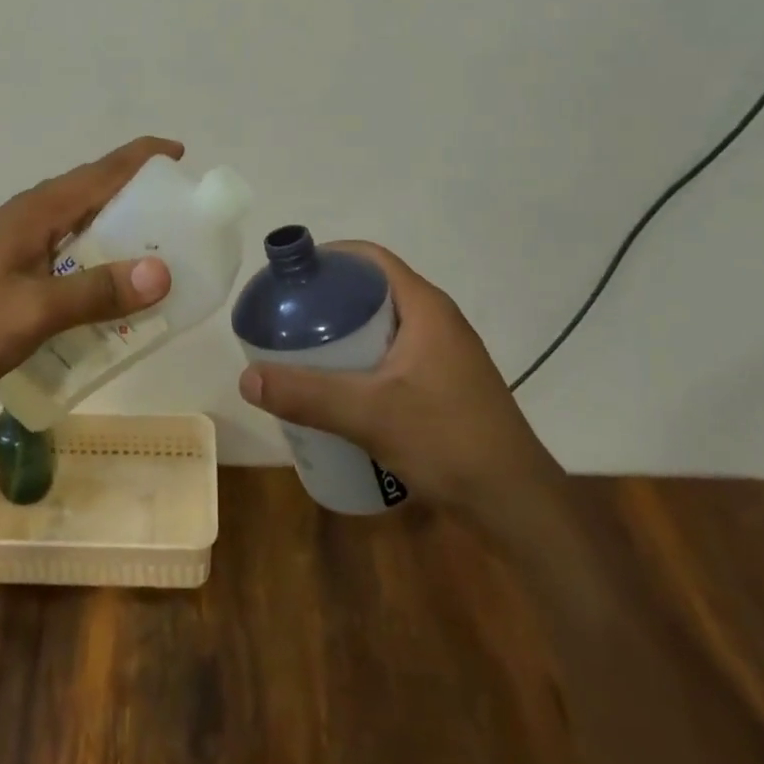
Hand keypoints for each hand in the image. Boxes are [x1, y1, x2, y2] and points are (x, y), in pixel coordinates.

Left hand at [0, 137, 180, 410]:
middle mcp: (25, 216)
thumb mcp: (34, 312)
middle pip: (89, 191)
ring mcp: (9, 241)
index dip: (141, 158)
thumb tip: (162, 272)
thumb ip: (96, 292)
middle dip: (134, 193)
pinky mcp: (1, 267)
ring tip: (151, 250)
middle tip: (177, 215)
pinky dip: (89, 257)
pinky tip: (100, 288)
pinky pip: (59, 249)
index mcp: (35, 212)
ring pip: (74, 222)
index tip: (180, 153)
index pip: (100, 172)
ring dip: (112, 228)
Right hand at [238, 242, 564, 521]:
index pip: (371, 259)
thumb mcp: (370, 415)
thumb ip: (307, 395)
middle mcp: (436, 321)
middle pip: (372, 291)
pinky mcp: (442, 385)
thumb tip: (246, 379)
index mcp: (425, 308)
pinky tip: (336, 389)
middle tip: (285, 319)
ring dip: (342, 334)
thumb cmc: (448, 441)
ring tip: (300, 353)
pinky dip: (359, 360)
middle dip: (327, 300)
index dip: (329, 258)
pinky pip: (390, 356)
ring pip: (380, 326)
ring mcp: (442, 355)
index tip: (289, 278)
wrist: (517, 505)